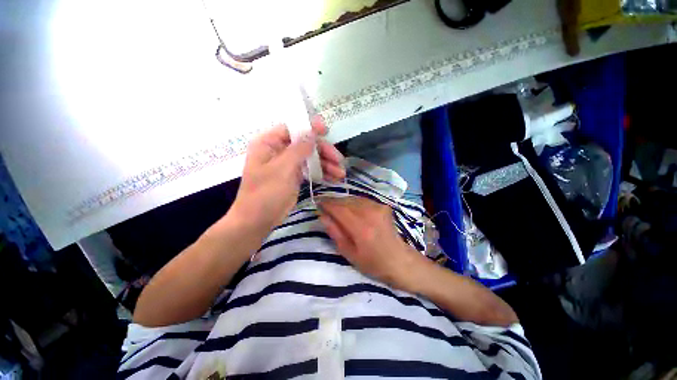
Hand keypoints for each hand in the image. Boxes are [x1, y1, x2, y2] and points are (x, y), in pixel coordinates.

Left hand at [230, 116, 345, 231]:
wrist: (258, 221)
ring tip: (341, 174)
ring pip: (310, 157)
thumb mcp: (282, 169)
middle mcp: (279, 151)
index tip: (325, 131)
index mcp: (269, 143)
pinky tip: (333, 178)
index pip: (291, 128)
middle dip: (323, 151)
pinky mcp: (294, 176)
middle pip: (305, 143)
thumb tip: (312, 133)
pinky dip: (322, 173)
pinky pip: (310, 170)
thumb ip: (298, 149)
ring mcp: (287, 164)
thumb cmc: (265, 193)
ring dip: (326, 164)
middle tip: (339, 160)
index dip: (309, 127)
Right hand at [319, 197, 429, 290]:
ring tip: (335, 208)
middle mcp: (370, 213)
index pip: (339, 209)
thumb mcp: (349, 253)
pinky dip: (353, 202)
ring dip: (342, 201)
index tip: (317, 203)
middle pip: (345, 201)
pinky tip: (350, 209)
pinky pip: (362, 200)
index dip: (326, 204)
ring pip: (353, 198)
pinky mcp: (383, 205)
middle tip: (324, 205)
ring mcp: (378, 207)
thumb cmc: (373, 263)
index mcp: (361, 228)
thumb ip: (335, 232)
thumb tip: (322, 216)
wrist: (399, 260)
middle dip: (333, 201)